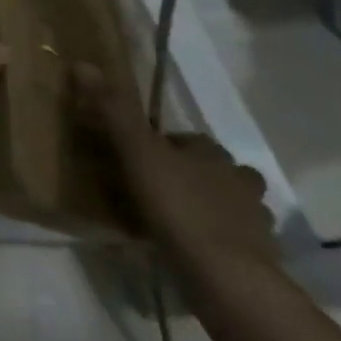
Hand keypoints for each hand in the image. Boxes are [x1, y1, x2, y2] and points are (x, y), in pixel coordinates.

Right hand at [74, 65, 277, 269]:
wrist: (225, 276)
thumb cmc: (179, 206)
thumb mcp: (137, 153)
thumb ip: (114, 112)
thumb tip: (84, 64)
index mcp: (214, 153)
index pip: (186, 139)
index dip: (161, 145)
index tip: (134, 158)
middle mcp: (239, 180)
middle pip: (210, 170)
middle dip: (187, 176)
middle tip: (149, 189)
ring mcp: (253, 221)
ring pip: (225, 205)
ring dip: (204, 208)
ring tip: (169, 221)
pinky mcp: (256, 257)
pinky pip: (230, 241)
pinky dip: (212, 242)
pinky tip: (188, 250)